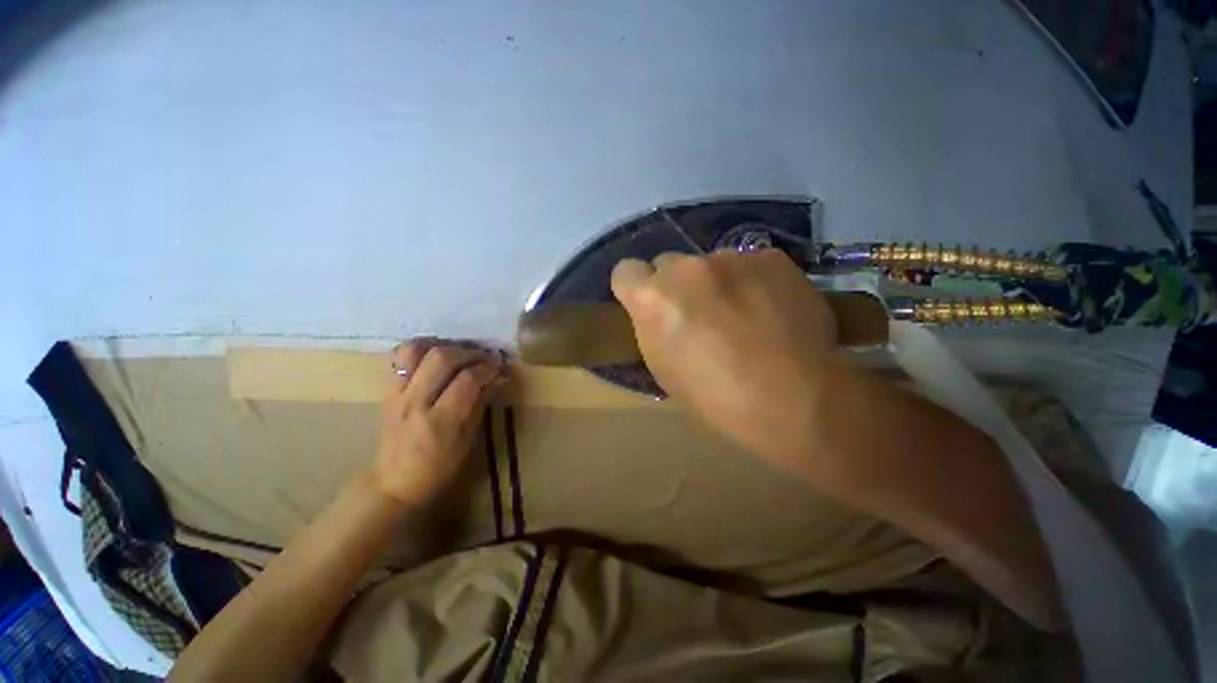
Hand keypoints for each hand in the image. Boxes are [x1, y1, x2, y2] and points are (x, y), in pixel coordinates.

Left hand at [371, 339, 504, 505]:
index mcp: (440, 421)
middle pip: (441, 358)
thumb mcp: (467, 440)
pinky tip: (436, 355)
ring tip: (459, 352)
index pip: (467, 380)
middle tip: (484, 356)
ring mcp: (397, 394)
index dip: (487, 367)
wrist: (393, 482)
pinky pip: (400, 357)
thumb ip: (480, 404)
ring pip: (416, 350)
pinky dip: (421, 348)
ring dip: (442, 345)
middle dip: (469, 352)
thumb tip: (496, 377)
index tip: (500, 365)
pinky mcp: (387, 390)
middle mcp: (415, 402)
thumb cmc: (438, 468)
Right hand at [611, 250, 844, 471]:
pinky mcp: (771, 257)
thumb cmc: (717, 397)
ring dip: (717, 283)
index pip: (625, 271)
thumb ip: (653, 328)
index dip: (635, 288)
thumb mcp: (664, 369)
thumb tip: (659, 312)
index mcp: (653, 299)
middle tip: (700, 313)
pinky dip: (752, 280)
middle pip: (668, 263)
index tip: (650, 305)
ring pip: (711, 263)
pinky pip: (749, 263)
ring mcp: (731, 258)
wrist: (795, 400)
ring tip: (744, 314)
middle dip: (677, 285)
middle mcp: (686, 269)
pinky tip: (770, 308)